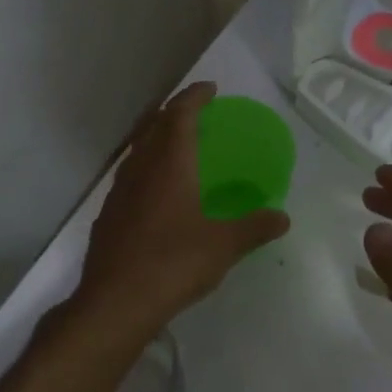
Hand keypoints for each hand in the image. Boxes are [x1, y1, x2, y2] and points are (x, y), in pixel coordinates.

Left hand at [75, 83, 290, 334]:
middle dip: (174, 111)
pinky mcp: (108, 214)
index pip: (179, 114)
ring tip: (177, 146)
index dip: (194, 96)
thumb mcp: (224, 246)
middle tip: (195, 111)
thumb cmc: (173, 264)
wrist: (115, 302)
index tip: (210, 89)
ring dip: (157, 137)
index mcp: (169, 164)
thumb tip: (282, 218)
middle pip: (154, 125)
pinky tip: (156, 190)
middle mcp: (140, 169)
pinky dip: (146, 167)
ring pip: (138, 149)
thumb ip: (254, 227)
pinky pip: (130, 175)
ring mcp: (119, 191)